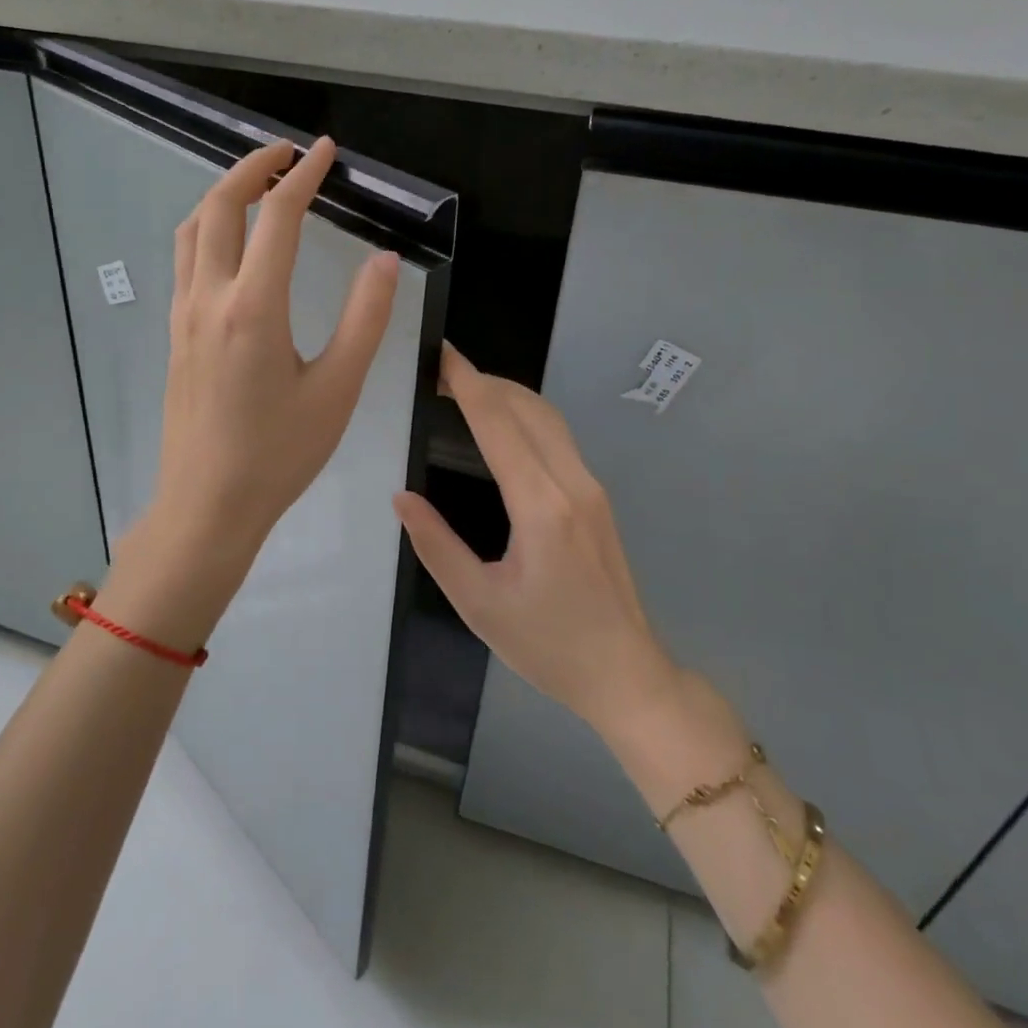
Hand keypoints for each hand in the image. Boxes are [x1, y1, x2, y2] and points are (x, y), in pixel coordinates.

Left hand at [102, 137, 399, 647]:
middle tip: (287, 153)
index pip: (278, 217)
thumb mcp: (338, 390)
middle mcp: (210, 298)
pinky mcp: (175, 334)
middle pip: (220, 207)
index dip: (305, 176)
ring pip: (193, 230)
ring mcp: (184, 315)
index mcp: (254, 307)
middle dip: (252, 167)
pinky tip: (232, 243)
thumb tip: (385, 259)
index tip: (326, 151)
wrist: (208, 505)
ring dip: (222, 194)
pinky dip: (208, 228)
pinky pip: (185, 260)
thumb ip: (365, 319)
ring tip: (256, 184)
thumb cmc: (279, 454)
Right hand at [394, 344, 678, 733]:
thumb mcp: (479, 604)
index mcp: (541, 506)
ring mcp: (591, 488)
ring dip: (507, 393)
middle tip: (440, 371)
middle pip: (527, 408)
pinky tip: (502, 424)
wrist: (626, 674)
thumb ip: (436, 545)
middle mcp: (572, 483)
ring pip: (548, 417)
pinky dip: (524, 414)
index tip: (441, 353)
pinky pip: (558, 437)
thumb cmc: (548, 646)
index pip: (499, 424)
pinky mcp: (597, 497)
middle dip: (484, 380)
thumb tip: (402, 497)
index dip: (467, 384)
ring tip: (465, 388)